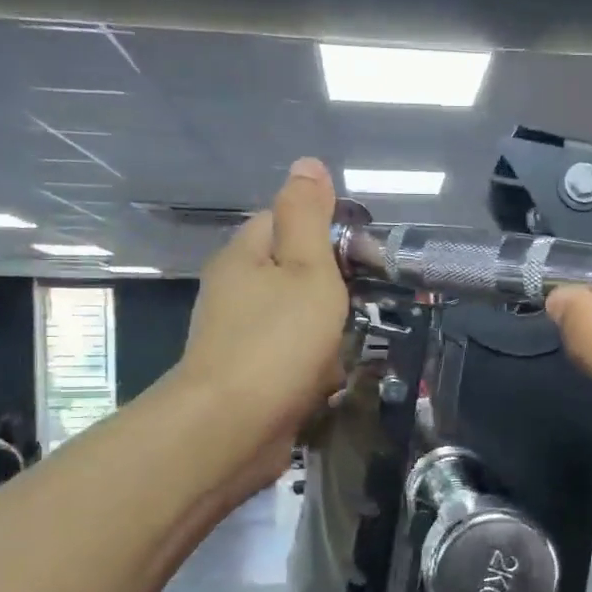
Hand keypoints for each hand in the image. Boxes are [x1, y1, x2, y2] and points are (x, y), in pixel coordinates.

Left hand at [180, 158, 349, 493]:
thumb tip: (307, 164)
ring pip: (299, 321)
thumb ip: (309, 216)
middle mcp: (235, 290)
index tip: (359, 255)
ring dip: (326, 336)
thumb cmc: (277, 340)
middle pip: (296, 274)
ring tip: (340, 350)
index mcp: (245, 255)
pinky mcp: (249, 376)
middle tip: (355, 307)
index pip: (285, 220)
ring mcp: (239, 336)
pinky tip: (325, 383)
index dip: (325, 231)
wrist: (232, 427)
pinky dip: (311, 368)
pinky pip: (292, 359)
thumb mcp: (306, 268)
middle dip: (331, 293)